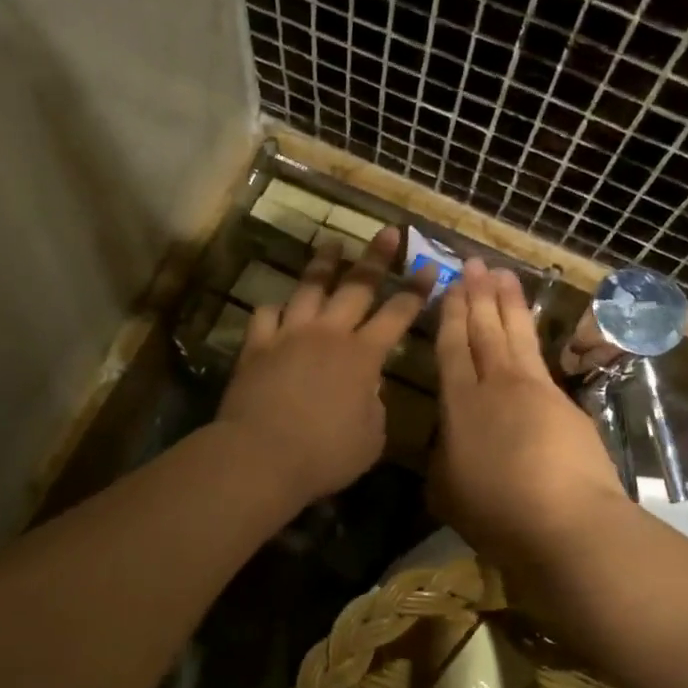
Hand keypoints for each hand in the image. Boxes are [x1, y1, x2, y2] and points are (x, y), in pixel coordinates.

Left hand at [216, 227, 429, 506]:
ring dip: (324, 264)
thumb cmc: (325, 454)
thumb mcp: (371, 438)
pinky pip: (266, 315)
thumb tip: (369, 388)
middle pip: (357, 285)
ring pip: (310, 288)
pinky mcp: (257, 345)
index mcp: (363, 355)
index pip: (398, 314)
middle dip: (377, 257)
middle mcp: (329, 333)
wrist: (261, 456)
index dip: (416, 291)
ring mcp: (290, 334)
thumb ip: (375, 406)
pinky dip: (275, 309)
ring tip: (333, 244)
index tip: (430, 267)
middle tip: (388, 232)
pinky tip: (278, 308)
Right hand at [431, 260, 628, 566]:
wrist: (566, 522)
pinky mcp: (564, 403)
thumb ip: (443, 459)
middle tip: (474, 263)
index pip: (452, 348)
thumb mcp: (447, 491)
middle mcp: (494, 386)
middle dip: (477, 295)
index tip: (450, 286)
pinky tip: (528, 327)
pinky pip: (540, 357)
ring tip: (502, 273)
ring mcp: (534, 390)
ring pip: (515, 335)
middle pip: (484, 331)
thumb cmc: (496, 512)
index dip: (450, 315)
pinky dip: (531, 334)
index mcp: (459, 404)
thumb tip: (448, 444)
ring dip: (507, 302)